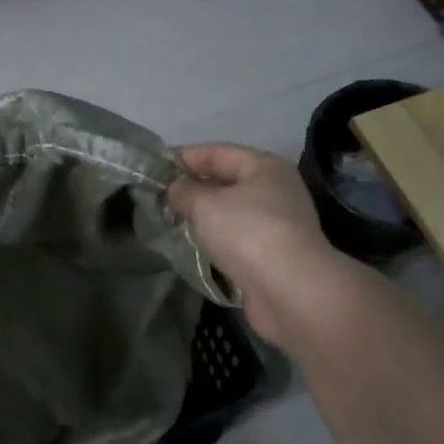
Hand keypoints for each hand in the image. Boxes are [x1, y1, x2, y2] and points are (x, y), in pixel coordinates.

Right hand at [167, 143, 345, 345]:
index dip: (183, 157)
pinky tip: (192, 246)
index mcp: (264, 166)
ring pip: (230, 212)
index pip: (216, 152)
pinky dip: (215, 240)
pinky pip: (236, 238)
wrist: (291, 291)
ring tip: (169, 221)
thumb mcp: (205, 204)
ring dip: (202, 216)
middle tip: (157, 197)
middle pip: (226, 180)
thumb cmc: (247, 233)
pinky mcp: (273, 255)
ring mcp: (277, 224)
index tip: (153, 168)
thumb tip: (175, 188)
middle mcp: (275, 190)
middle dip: (192, 188)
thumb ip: (184, 191)